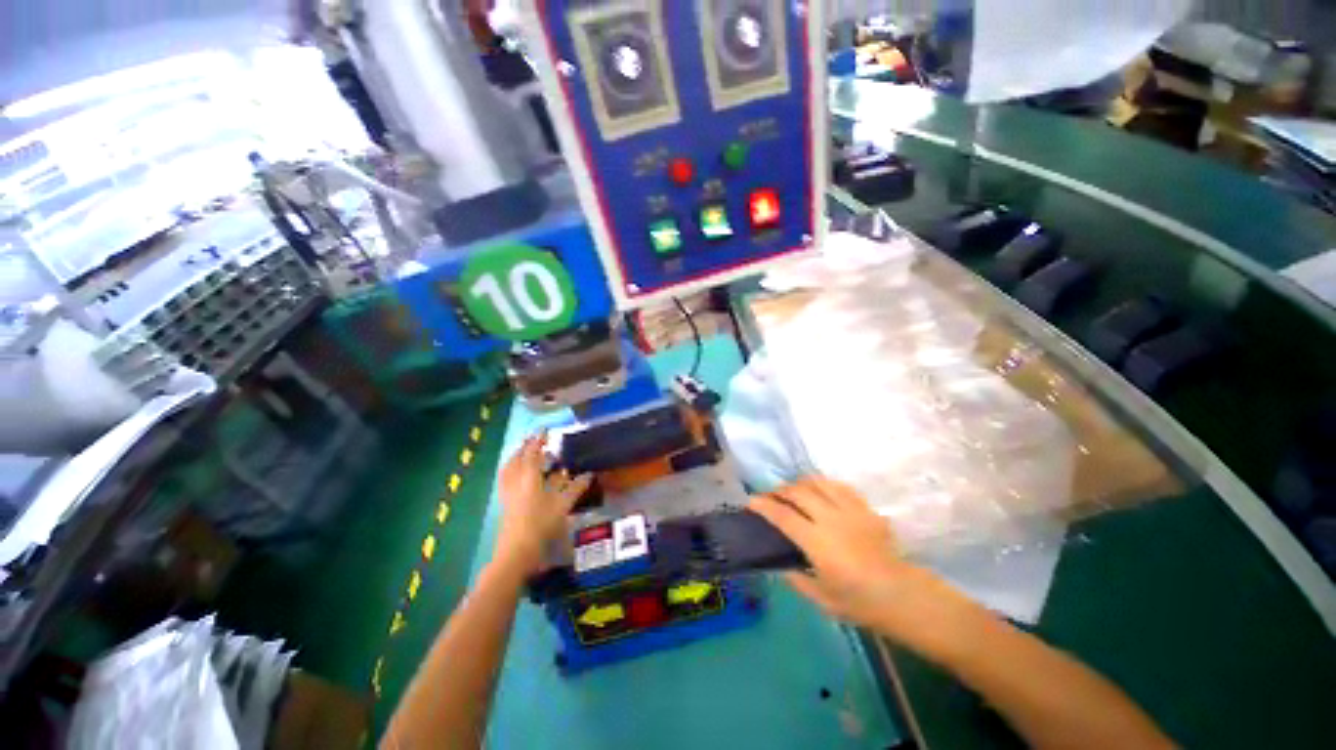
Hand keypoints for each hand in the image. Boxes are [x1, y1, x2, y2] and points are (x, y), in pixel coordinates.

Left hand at [495, 432, 591, 573]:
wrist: (516, 552)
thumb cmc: (541, 525)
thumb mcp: (563, 505)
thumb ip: (575, 488)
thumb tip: (588, 474)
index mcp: (529, 478)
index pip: (532, 453)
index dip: (537, 440)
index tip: (544, 431)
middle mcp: (515, 481)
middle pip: (517, 458)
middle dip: (525, 447)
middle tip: (535, 440)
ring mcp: (507, 492)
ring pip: (509, 468)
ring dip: (517, 457)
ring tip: (525, 452)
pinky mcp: (505, 502)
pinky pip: (506, 478)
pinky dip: (512, 470)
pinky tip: (519, 474)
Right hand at [749, 476, 950, 635]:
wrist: (902, 595)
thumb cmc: (859, 601)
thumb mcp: (821, 598)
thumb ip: (795, 579)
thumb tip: (778, 563)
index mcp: (817, 542)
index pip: (783, 516)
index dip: (763, 505)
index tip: (750, 501)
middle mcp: (831, 519)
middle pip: (798, 492)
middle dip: (779, 490)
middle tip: (770, 496)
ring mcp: (850, 510)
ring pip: (818, 483)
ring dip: (799, 483)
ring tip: (792, 491)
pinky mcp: (864, 508)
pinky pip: (838, 486)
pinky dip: (822, 484)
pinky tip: (819, 491)